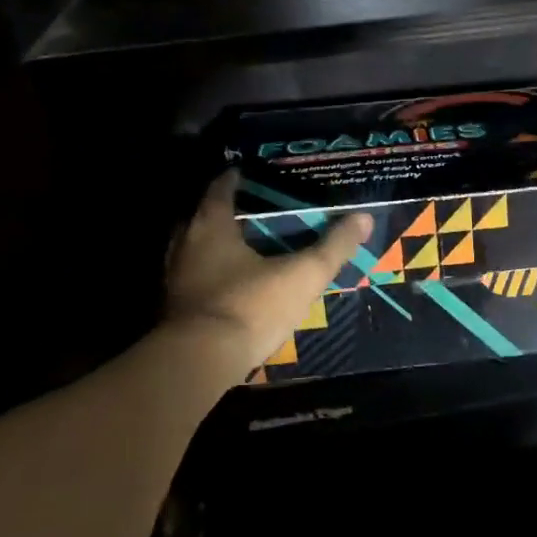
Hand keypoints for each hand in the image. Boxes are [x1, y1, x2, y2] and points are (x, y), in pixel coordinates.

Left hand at [163, 170, 373, 374]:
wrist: (200, 363)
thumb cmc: (251, 306)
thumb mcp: (303, 275)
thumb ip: (333, 246)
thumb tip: (363, 217)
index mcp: (212, 226)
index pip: (220, 188)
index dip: (235, 178)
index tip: (248, 173)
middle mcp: (185, 245)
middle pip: (200, 217)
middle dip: (222, 212)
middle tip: (249, 212)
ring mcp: (174, 278)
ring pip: (191, 250)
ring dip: (211, 246)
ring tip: (240, 249)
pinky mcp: (173, 310)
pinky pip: (191, 280)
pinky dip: (207, 276)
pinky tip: (229, 287)